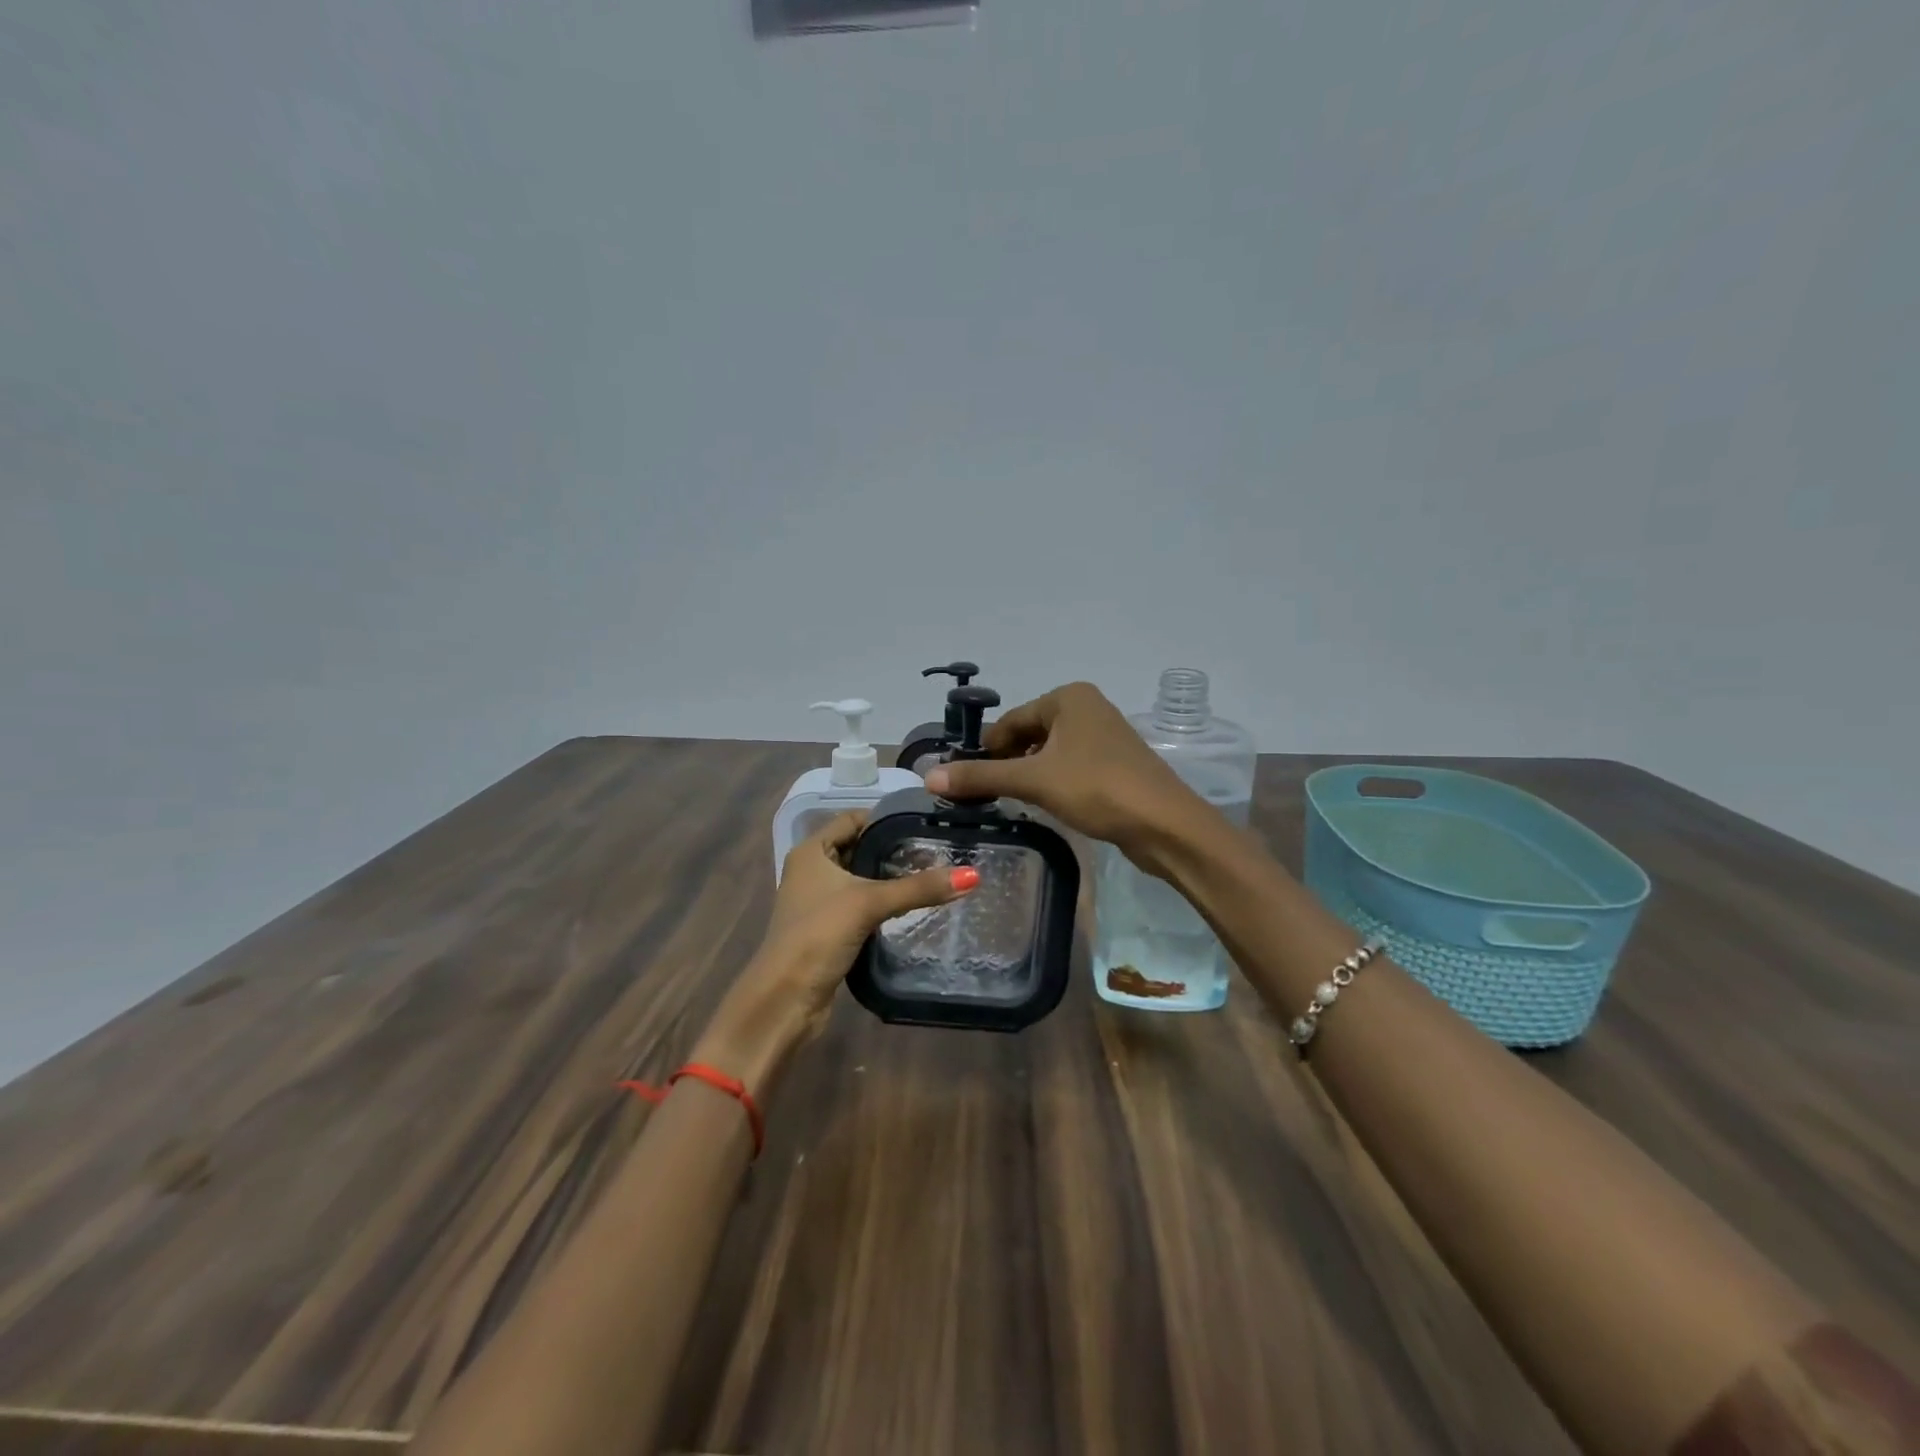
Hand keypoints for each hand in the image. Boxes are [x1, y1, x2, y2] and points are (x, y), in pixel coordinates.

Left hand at [696, 811, 977, 1091]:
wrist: (784, 1000)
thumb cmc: (818, 936)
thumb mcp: (869, 903)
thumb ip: (918, 888)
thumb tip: (973, 875)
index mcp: (811, 851)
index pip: (853, 819)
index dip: (887, 819)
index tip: (926, 823)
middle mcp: (812, 870)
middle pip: (860, 848)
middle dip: (894, 850)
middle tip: (939, 850)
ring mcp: (819, 901)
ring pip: (862, 879)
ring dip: (890, 879)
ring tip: (934, 875)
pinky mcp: (829, 929)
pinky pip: (861, 905)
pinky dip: (883, 903)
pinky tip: (913, 907)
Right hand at [925, 681, 1204, 872]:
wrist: (1165, 825)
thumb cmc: (1097, 788)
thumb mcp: (1034, 781)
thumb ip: (981, 777)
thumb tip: (928, 776)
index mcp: (1068, 698)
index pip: (1011, 721)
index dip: (985, 750)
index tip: (963, 781)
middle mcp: (1087, 708)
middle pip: (1029, 734)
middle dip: (1006, 763)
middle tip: (982, 796)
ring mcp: (1104, 736)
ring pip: (1049, 752)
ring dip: (1027, 775)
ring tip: (1007, 803)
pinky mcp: (1114, 764)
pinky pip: (1069, 766)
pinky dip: (1051, 782)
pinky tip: (1042, 805)